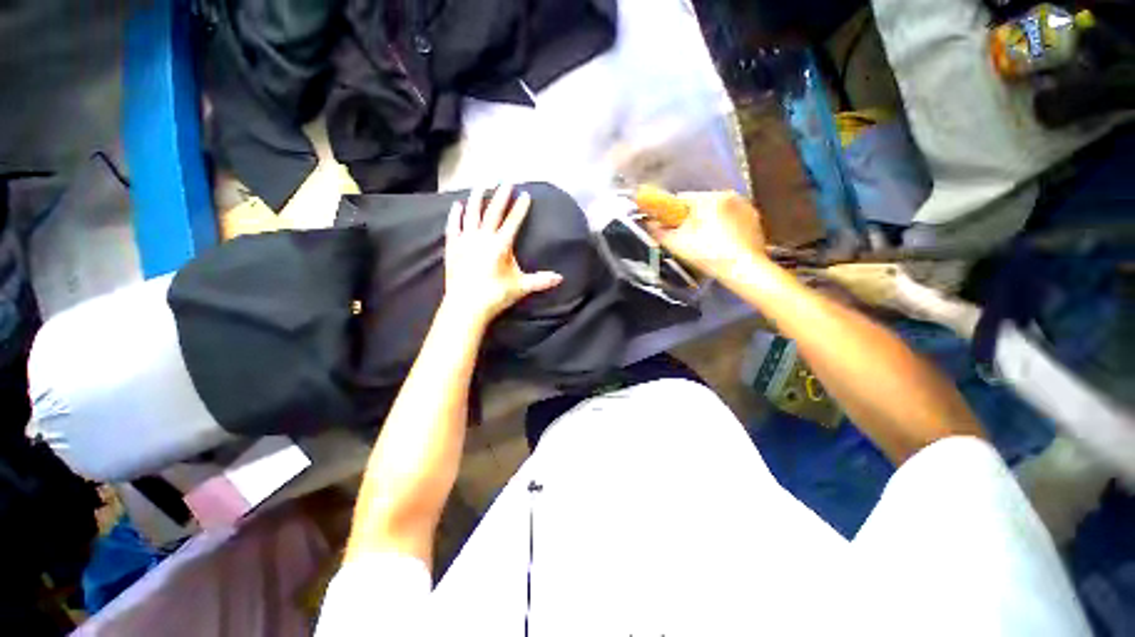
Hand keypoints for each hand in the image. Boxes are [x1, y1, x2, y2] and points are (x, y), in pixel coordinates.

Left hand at [442, 185, 563, 326]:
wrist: (465, 306)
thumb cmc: (495, 295)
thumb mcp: (521, 287)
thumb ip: (541, 280)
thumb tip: (561, 278)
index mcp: (501, 245)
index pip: (513, 221)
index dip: (520, 208)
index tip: (525, 194)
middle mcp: (483, 237)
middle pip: (493, 212)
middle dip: (501, 196)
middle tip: (506, 180)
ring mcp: (466, 241)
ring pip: (472, 214)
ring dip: (477, 198)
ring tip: (481, 185)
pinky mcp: (453, 247)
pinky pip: (453, 226)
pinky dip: (455, 215)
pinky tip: (457, 205)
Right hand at [644, 191, 768, 278]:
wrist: (743, 270)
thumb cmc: (708, 254)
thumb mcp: (677, 244)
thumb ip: (659, 231)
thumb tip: (649, 223)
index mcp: (710, 198)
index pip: (682, 199)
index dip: (671, 213)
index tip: (668, 227)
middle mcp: (730, 196)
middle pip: (700, 205)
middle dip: (690, 219)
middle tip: (685, 240)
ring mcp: (746, 207)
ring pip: (716, 212)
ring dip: (707, 223)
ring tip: (704, 245)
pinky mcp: (755, 220)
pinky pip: (731, 220)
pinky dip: (723, 229)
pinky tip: (720, 246)